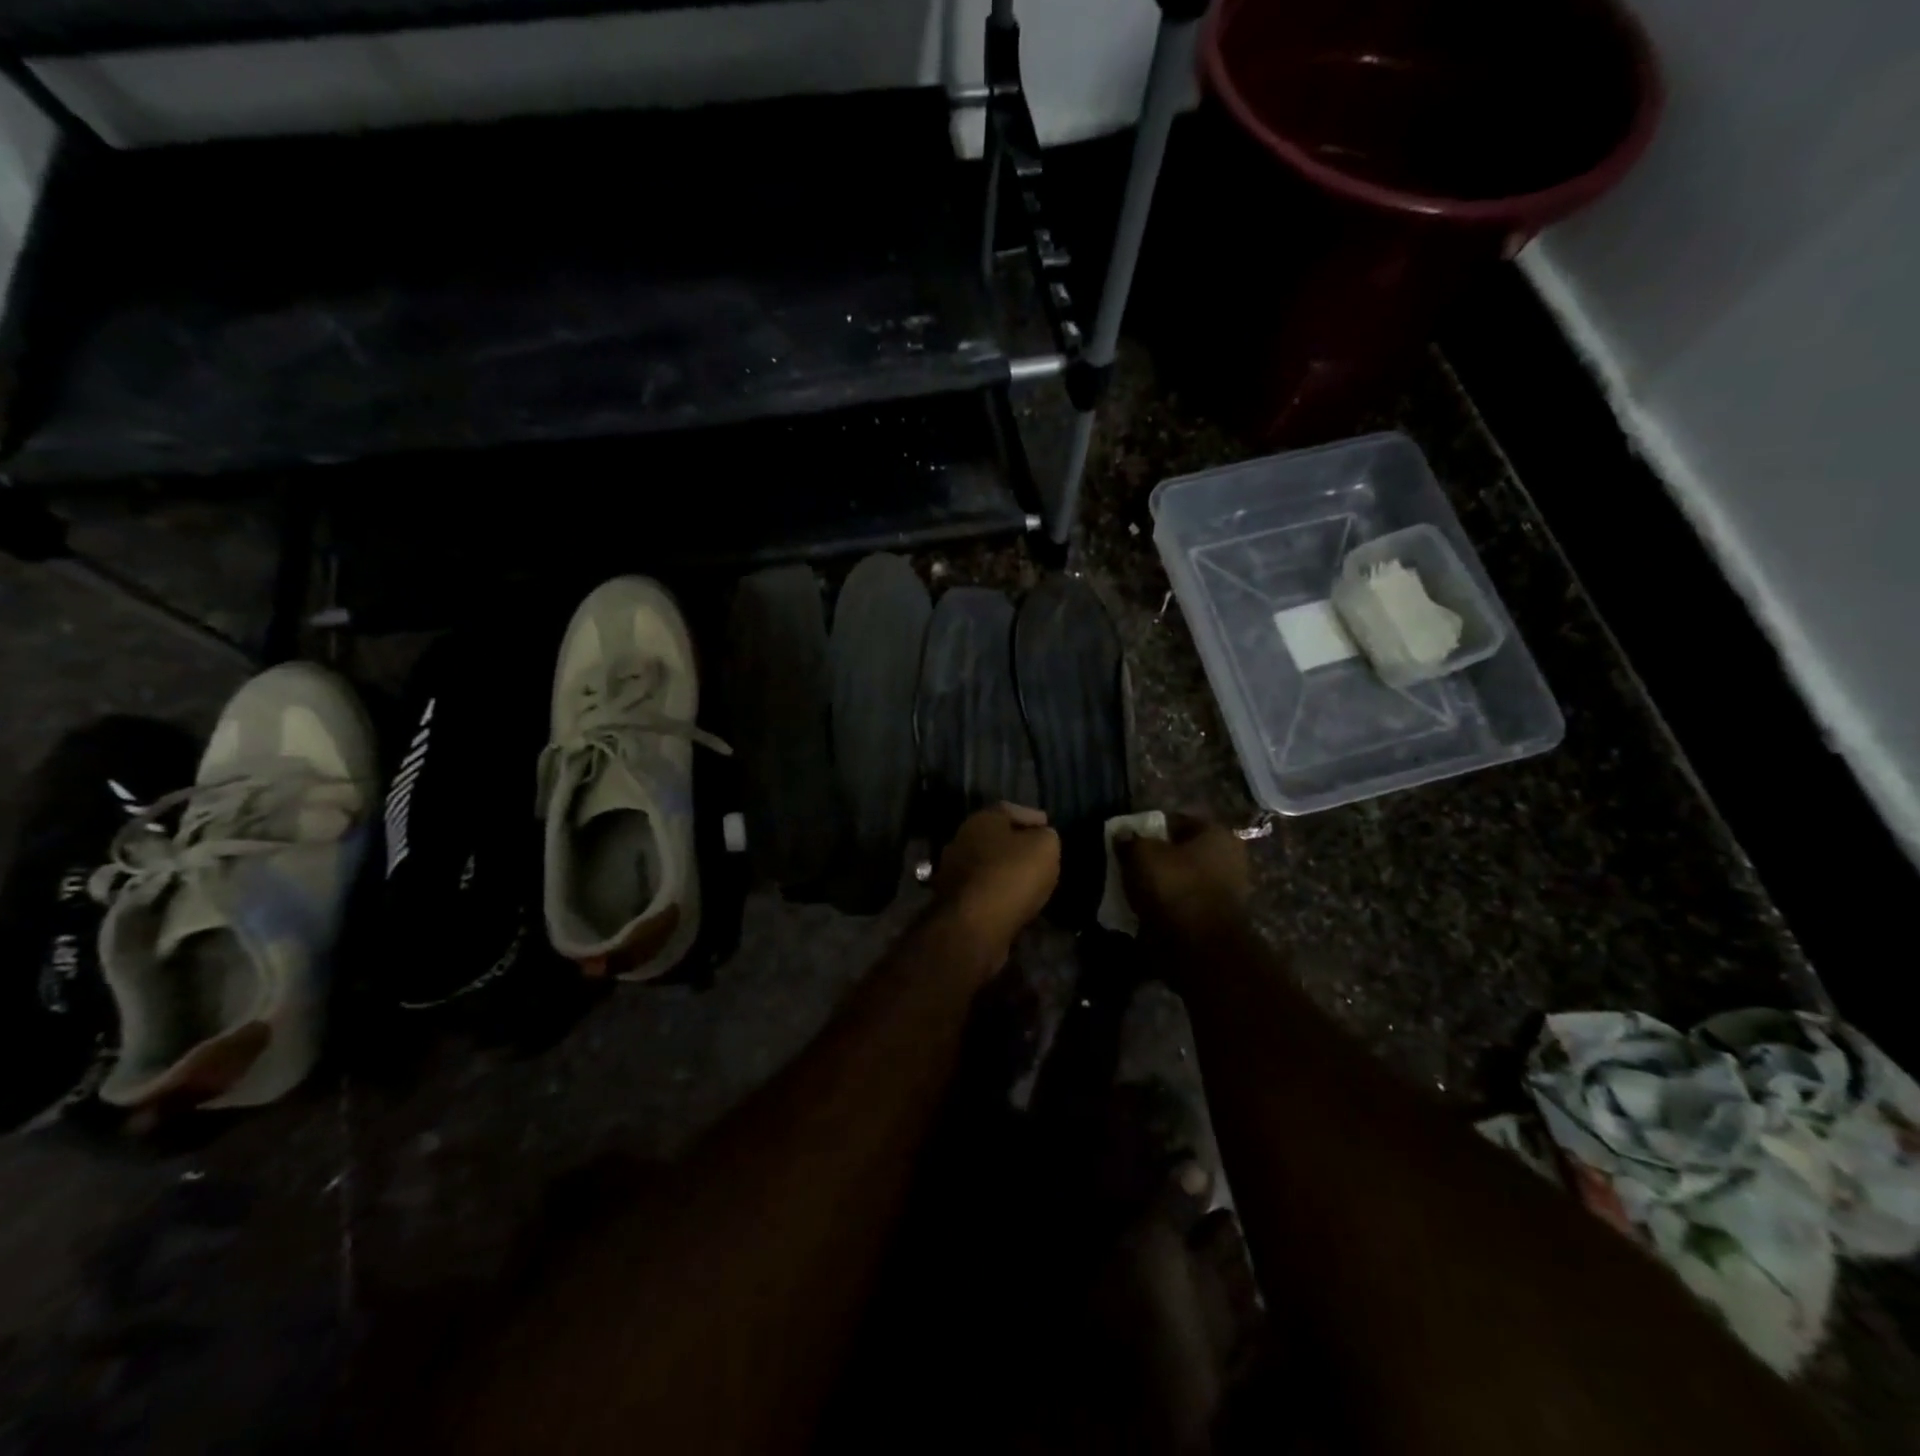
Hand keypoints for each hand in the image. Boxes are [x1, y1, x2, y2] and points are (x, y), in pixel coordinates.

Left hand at [933, 803, 1060, 958]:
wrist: (975, 925)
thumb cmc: (1012, 875)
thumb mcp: (1045, 847)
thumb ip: (1046, 836)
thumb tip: (1042, 837)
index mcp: (981, 820)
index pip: (1010, 809)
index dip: (1032, 817)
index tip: (1049, 826)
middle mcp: (961, 840)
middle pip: (995, 837)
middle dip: (1017, 844)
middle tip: (1040, 854)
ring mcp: (953, 871)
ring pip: (987, 864)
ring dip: (1007, 870)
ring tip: (1031, 880)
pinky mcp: (953, 901)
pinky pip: (983, 889)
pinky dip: (999, 892)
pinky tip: (1015, 900)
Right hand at [1117, 815, 1250, 946]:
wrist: (1199, 948)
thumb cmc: (1174, 888)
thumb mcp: (1141, 854)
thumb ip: (1130, 840)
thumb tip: (1122, 834)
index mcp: (1216, 834)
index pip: (1175, 821)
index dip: (1147, 828)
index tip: (1127, 840)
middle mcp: (1228, 858)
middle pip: (1179, 852)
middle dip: (1154, 858)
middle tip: (1127, 865)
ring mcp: (1225, 892)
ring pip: (1181, 880)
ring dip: (1158, 884)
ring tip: (1131, 890)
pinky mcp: (1214, 920)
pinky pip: (1183, 905)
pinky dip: (1165, 907)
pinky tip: (1143, 911)